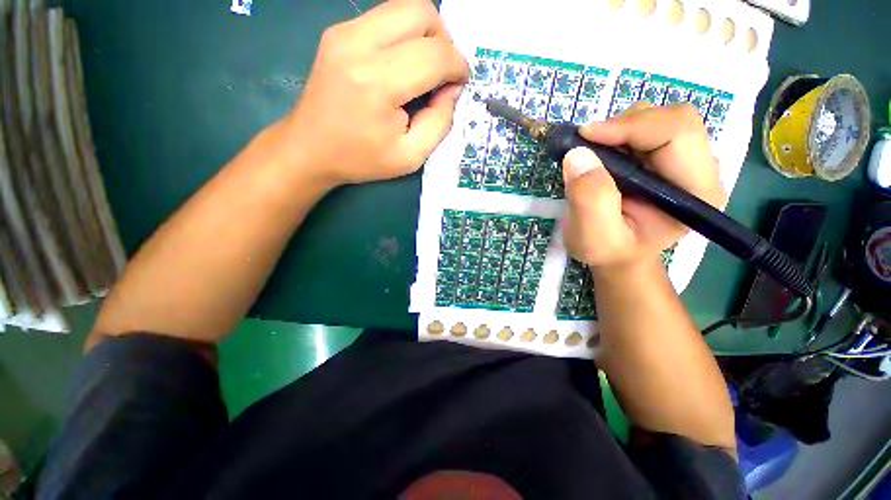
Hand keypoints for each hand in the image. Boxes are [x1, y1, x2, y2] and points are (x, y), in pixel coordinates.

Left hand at [282, 0, 468, 187]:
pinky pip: (385, 16)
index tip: (459, 85)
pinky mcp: (338, 31)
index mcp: (378, 83)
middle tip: (442, 74)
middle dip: (445, 42)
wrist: (310, 148)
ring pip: (405, 6)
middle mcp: (359, 44)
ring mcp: (344, 32)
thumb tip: (451, 89)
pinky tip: (402, 64)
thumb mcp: (410, 156)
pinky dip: (405, 35)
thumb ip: (440, 122)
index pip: (435, 55)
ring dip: (426, 34)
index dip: (458, 67)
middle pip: (422, 13)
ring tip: (424, 68)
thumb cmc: (361, 159)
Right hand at [562, 103, 726, 269]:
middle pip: (672, 120)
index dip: (632, 126)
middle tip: (586, 144)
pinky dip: (616, 134)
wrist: (616, 255)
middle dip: (624, 126)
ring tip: (593, 156)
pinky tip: (601, 156)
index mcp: (695, 192)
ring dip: (618, 130)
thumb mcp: (594, 238)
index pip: (678, 133)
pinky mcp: (664, 158)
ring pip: (657, 120)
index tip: (585, 136)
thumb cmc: (609, 252)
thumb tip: (578, 155)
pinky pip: (644, 129)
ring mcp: (683, 162)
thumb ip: (590, 201)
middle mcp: (698, 170)